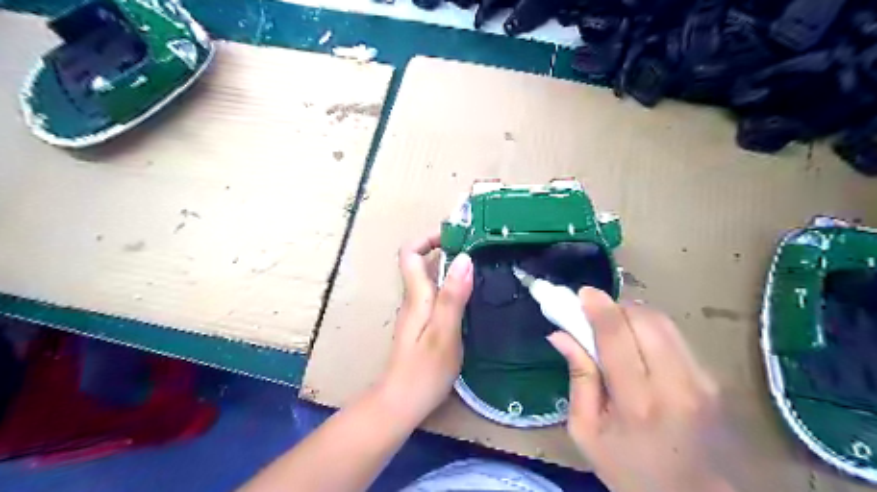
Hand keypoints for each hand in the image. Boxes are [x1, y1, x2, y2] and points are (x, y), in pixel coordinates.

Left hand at [374, 231, 471, 425]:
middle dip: (446, 250)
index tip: (455, 236)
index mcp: (416, 296)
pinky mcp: (423, 326)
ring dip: (452, 269)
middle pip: (421, 263)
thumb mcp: (444, 332)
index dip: (427, 238)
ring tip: (481, 270)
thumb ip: (453, 296)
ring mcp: (417, 313)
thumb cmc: (424, 370)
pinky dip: (453, 288)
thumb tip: (464, 258)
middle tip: (478, 251)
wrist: (401, 403)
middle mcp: (413, 299)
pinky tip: (472, 299)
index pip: (409, 253)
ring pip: (431, 280)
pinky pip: (437, 296)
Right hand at [551, 286, 734, 490]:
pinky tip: (640, 345)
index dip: (598, 307)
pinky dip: (652, 329)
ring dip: (634, 314)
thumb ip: (578, 378)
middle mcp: (675, 385)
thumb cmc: (631, 471)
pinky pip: (676, 337)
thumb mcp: (587, 432)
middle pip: (645, 319)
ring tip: (616, 327)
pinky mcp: (714, 380)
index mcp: (637, 403)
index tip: (582, 293)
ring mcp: (702, 381)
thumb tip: (560, 335)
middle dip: (617, 307)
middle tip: (596, 314)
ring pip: (664, 323)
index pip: (616, 336)